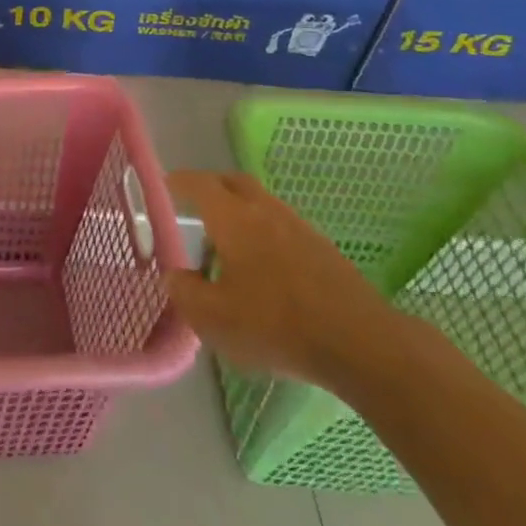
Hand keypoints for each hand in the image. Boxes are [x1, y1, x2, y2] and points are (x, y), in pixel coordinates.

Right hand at [163, 170, 398, 392]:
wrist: (361, 343)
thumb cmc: (275, 324)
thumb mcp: (213, 318)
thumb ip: (185, 292)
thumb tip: (176, 275)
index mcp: (233, 218)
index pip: (199, 184)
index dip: (178, 182)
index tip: (165, 185)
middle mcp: (265, 211)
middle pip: (233, 183)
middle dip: (210, 188)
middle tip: (193, 208)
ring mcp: (299, 227)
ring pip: (260, 205)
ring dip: (239, 214)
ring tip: (226, 250)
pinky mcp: (323, 250)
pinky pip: (282, 227)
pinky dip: (263, 235)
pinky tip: (262, 271)